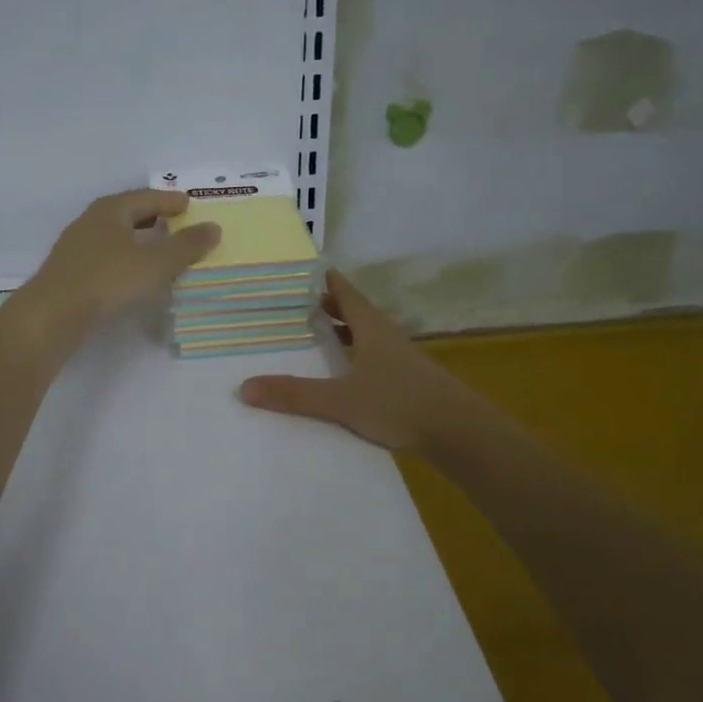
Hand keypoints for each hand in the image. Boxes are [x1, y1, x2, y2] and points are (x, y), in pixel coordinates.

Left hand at [24, 189, 221, 334]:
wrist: (53, 314)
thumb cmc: (108, 280)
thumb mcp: (155, 264)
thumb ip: (186, 246)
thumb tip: (214, 227)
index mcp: (111, 210)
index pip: (146, 197)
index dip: (169, 201)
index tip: (188, 204)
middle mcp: (90, 221)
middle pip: (127, 213)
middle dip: (152, 217)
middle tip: (175, 223)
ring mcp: (76, 247)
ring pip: (114, 235)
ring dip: (136, 239)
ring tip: (157, 248)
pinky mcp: (70, 272)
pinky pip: (105, 256)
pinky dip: (124, 258)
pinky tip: (131, 273)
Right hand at [239, 270, 477, 452]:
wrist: (457, 432)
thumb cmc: (399, 404)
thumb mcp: (341, 400)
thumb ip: (295, 395)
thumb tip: (244, 387)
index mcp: (372, 329)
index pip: (346, 293)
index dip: (328, 280)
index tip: (307, 269)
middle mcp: (387, 337)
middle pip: (357, 312)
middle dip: (332, 305)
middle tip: (303, 302)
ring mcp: (402, 359)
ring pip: (368, 335)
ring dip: (346, 330)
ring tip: (321, 333)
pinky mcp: (409, 381)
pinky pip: (375, 357)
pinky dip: (357, 355)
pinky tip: (348, 372)